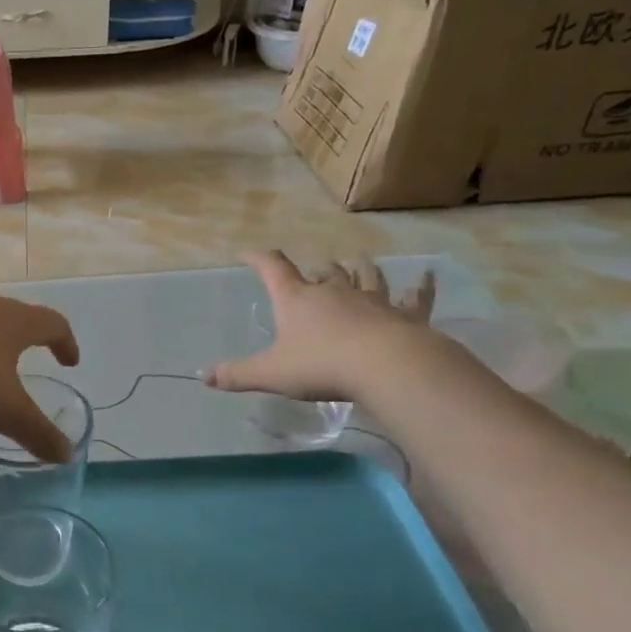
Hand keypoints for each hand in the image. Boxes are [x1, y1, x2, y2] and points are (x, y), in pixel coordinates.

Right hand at [205, 252, 435, 402]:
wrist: (387, 366)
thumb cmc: (321, 365)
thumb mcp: (270, 374)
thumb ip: (237, 375)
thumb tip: (203, 377)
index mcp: (297, 300)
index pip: (273, 269)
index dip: (259, 259)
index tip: (248, 254)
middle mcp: (334, 292)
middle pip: (324, 271)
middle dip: (317, 269)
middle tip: (315, 270)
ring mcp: (372, 300)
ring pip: (366, 276)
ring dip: (360, 268)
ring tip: (358, 262)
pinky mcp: (405, 315)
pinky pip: (415, 296)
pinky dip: (420, 286)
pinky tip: (426, 276)